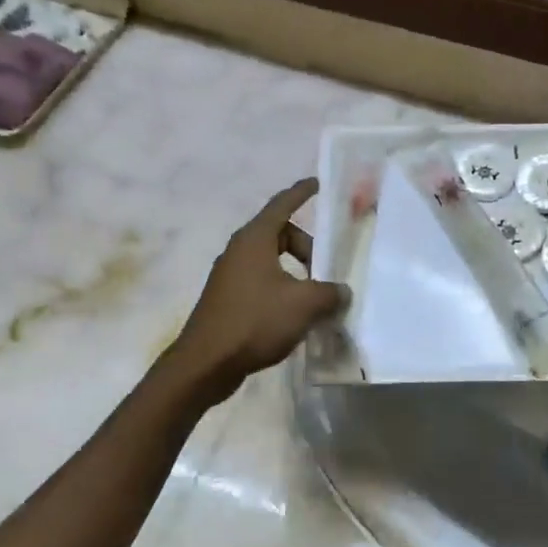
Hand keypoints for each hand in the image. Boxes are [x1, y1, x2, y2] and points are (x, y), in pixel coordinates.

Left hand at [173, 178, 347, 395]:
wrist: (206, 363)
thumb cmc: (255, 321)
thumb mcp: (304, 304)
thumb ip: (331, 293)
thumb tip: (341, 292)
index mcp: (255, 239)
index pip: (283, 204)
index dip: (302, 193)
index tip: (318, 183)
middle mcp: (240, 251)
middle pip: (281, 235)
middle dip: (308, 248)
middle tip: (328, 271)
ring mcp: (230, 276)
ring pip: (273, 262)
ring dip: (298, 274)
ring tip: (316, 299)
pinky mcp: (228, 300)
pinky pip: (263, 283)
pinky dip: (283, 291)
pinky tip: (296, 317)